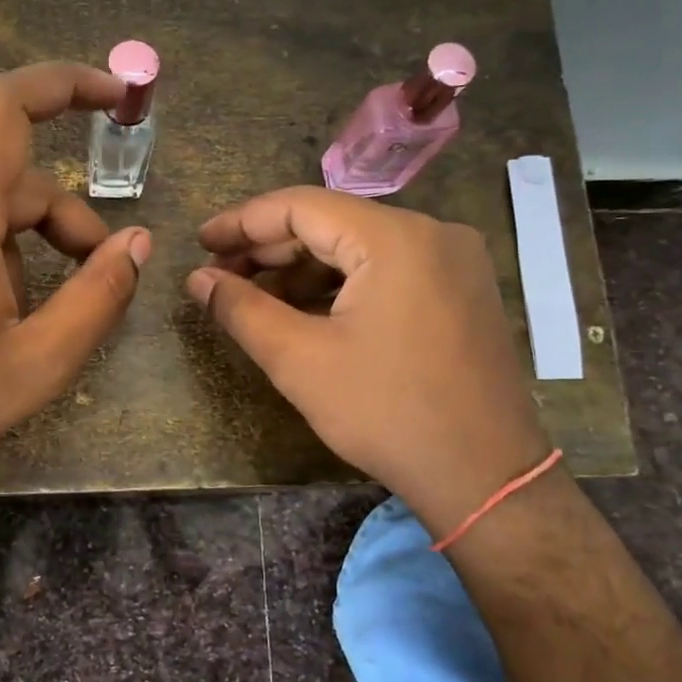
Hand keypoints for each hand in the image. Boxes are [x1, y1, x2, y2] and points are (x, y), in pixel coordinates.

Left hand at [0, 63, 150, 497]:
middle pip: (8, 183)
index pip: (7, 106)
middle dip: (62, 224)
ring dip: (19, 253)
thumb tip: (138, 242)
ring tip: (23, 325)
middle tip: (95, 281)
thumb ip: (99, 296)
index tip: (114, 94)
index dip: (66, 85)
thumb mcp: (38, 361)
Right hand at [187, 187, 549, 533]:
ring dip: (302, 268)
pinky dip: (341, 284)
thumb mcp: (299, 360)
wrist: (484, 476)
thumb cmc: (386, 413)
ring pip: (359, 247)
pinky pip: (388, 270)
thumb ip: (241, 309)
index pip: (301, 205)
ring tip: (254, 297)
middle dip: (270, 248)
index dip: (243, 221)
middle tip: (220, 275)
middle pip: (332, 222)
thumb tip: (197, 278)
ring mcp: (454, 261)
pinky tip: (305, 310)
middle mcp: (431, 233)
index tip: (201, 243)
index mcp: (394, 238)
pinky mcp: (461, 290)